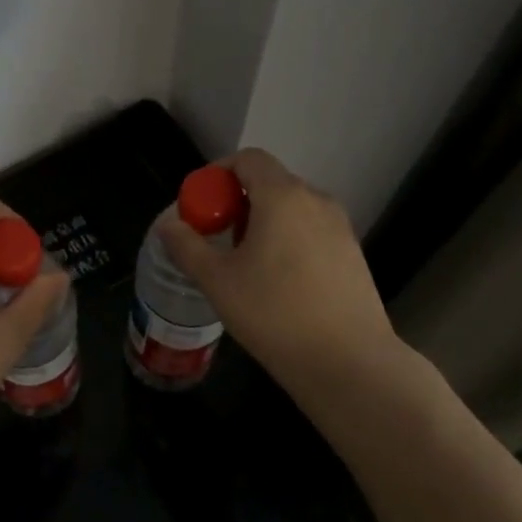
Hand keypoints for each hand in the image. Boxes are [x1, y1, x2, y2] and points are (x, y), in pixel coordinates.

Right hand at [156, 149, 406, 402]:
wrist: (348, 362)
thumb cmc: (274, 313)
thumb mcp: (217, 281)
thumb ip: (187, 246)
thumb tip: (168, 225)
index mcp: (283, 196)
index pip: (248, 159)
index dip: (217, 174)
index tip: (199, 206)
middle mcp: (316, 201)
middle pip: (269, 183)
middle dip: (235, 203)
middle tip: (214, 239)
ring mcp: (340, 227)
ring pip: (291, 209)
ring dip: (261, 223)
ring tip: (243, 264)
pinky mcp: (353, 254)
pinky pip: (310, 231)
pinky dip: (286, 240)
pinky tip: (276, 282)